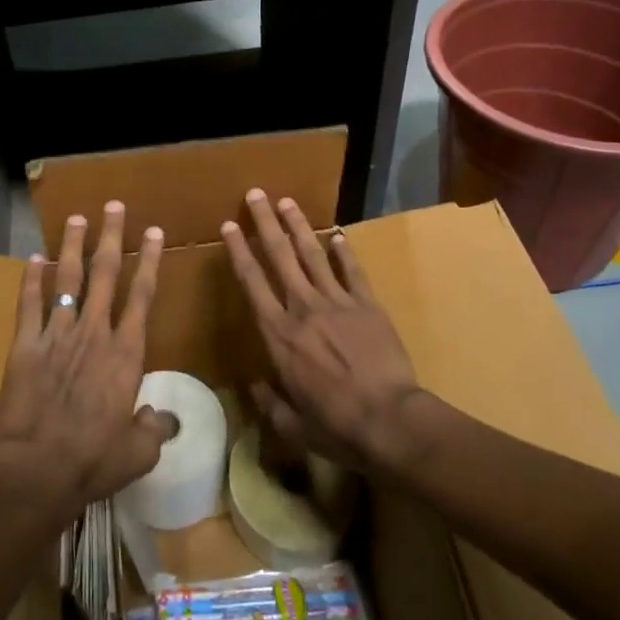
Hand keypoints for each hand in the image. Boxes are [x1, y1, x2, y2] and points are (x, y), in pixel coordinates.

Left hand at [0, 200, 173, 519]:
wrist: (39, 469)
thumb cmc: (94, 460)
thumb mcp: (139, 452)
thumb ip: (155, 429)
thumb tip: (166, 419)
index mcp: (126, 353)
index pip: (142, 295)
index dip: (149, 260)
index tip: (153, 231)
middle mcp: (94, 332)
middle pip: (106, 274)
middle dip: (111, 237)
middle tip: (114, 206)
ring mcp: (57, 334)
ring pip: (68, 279)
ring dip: (73, 246)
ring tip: (76, 218)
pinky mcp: (26, 345)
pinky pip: (29, 304)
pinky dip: (31, 279)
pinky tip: (33, 258)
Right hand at [220, 190, 426, 473]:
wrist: (389, 420)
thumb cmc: (334, 425)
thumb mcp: (291, 424)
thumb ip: (269, 402)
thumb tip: (255, 386)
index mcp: (278, 334)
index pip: (252, 282)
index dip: (239, 250)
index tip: (229, 225)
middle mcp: (303, 308)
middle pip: (279, 256)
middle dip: (265, 222)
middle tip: (255, 194)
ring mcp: (338, 302)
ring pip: (313, 254)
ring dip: (299, 226)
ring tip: (287, 202)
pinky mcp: (368, 305)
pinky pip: (353, 271)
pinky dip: (344, 252)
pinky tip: (338, 235)